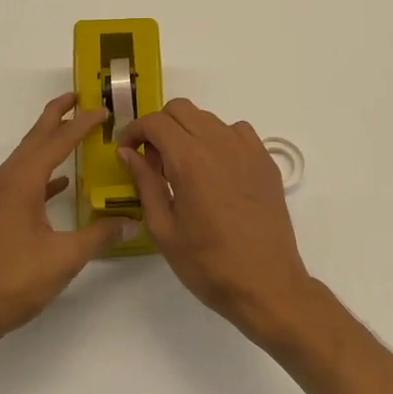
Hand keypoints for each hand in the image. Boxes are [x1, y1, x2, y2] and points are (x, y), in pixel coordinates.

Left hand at [0, 93, 130, 350]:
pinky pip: (20, 180)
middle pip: (34, 138)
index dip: (82, 124)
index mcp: (21, 181)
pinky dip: (41, 174)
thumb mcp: (63, 258)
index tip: (103, 109)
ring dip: (48, 143)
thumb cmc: (11, 280)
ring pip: (25, 158)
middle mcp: (4, 180)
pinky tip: (59, 185)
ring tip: (72, 133)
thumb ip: (99, 236)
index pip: (57, 142)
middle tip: (79, 97)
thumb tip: (130, 221)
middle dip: (56, 116)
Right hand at [117, 99, 313, 335]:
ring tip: (184, 166)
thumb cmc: (208, 263)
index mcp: (190, 159)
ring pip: (209, 118)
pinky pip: (237, 132)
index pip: (155, 122)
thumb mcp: (164, 228)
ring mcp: (247, 149)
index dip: (134, 131)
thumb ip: (145, 183)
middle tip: (152, 158)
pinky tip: (217, 169)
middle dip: (159, 125)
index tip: (126, 150)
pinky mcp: (266, 160)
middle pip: (181, 109)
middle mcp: (219, 142)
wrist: (266, 283)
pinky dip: (219, 139)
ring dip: (189, 131)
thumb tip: (128, 152)